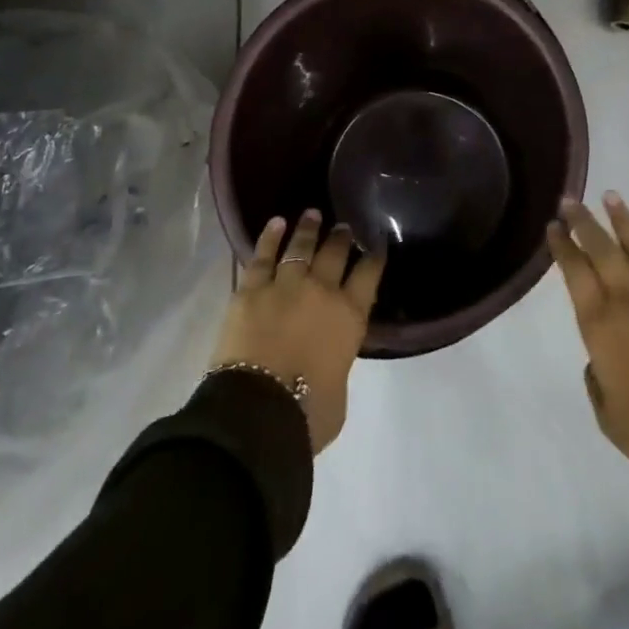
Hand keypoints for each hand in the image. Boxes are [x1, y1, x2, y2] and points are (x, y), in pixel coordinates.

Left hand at [209, 210, 383, 453]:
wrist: (257, 412)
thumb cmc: (307, 415)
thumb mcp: (340, 392)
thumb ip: (338, 363)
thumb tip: (330, 357)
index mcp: (349, 316)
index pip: (369, 274)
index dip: (374, 256)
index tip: (377, 242)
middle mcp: (322, 291)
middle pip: (335, 253)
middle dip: (341, 237)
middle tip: (343, 226)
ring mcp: (285, 285)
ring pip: (300, 248)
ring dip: (308, 229)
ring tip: (313, 213)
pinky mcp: (251, 289)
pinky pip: (262, 256)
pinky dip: (269, 237)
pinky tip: (276, 223)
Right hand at [548, 192, 628, 482]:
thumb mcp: (606, 413)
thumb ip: (597, 378)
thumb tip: (602, 356)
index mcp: (599, 325)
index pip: (574, 273)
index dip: (562, 247)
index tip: (554, 227)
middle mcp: (628, 299)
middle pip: (601, 250)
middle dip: (583, 222)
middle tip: (571, 200)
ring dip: (622, 220)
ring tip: (610, 195)